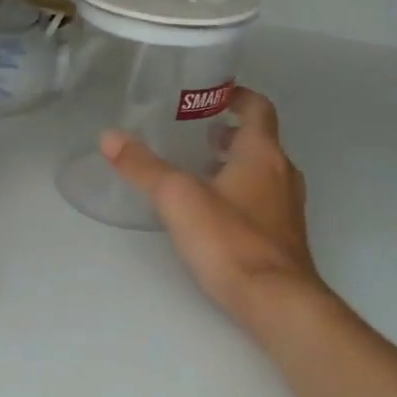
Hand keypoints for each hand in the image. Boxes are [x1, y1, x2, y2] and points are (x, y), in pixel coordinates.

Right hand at [101, 88, 329, 343]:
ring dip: (235, 165)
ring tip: (199, 171)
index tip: (213, 94)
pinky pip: (264, 201)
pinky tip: (213, 213)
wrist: (277, 303)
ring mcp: (288, 209)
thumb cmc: (231, 240)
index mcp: (262, 154)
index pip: (259, 108)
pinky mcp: (284, 238)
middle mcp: (282, 174)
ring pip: (263, 173)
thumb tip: (109, 136)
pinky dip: (241, 193)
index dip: (238, 96)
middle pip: (261, 141)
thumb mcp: (178, 197)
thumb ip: (144, 167)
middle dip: (230, 133)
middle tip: (196, 134)